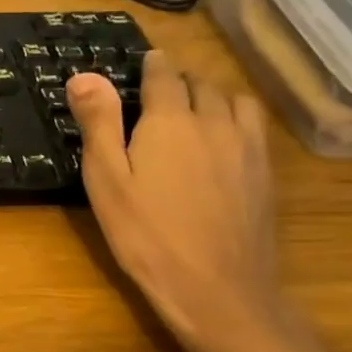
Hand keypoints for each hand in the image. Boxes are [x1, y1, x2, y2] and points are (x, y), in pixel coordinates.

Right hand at [68, 52, 294, 351]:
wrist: (216, 288)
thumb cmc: (145, 233)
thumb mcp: (106, 178)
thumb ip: (98, 122)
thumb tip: (85, 74)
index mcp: (171, 120)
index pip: (164, 75)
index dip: (151, 65)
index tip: (142, 63)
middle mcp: (215, 122)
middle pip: (202, 84)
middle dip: (180, 80)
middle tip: (157, 92)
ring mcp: (248, 148)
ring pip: (235, 101)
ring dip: (213, 96)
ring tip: (194, 110)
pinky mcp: (266, 173)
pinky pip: (255, 127)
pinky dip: (236, 119)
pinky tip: (223, 141)